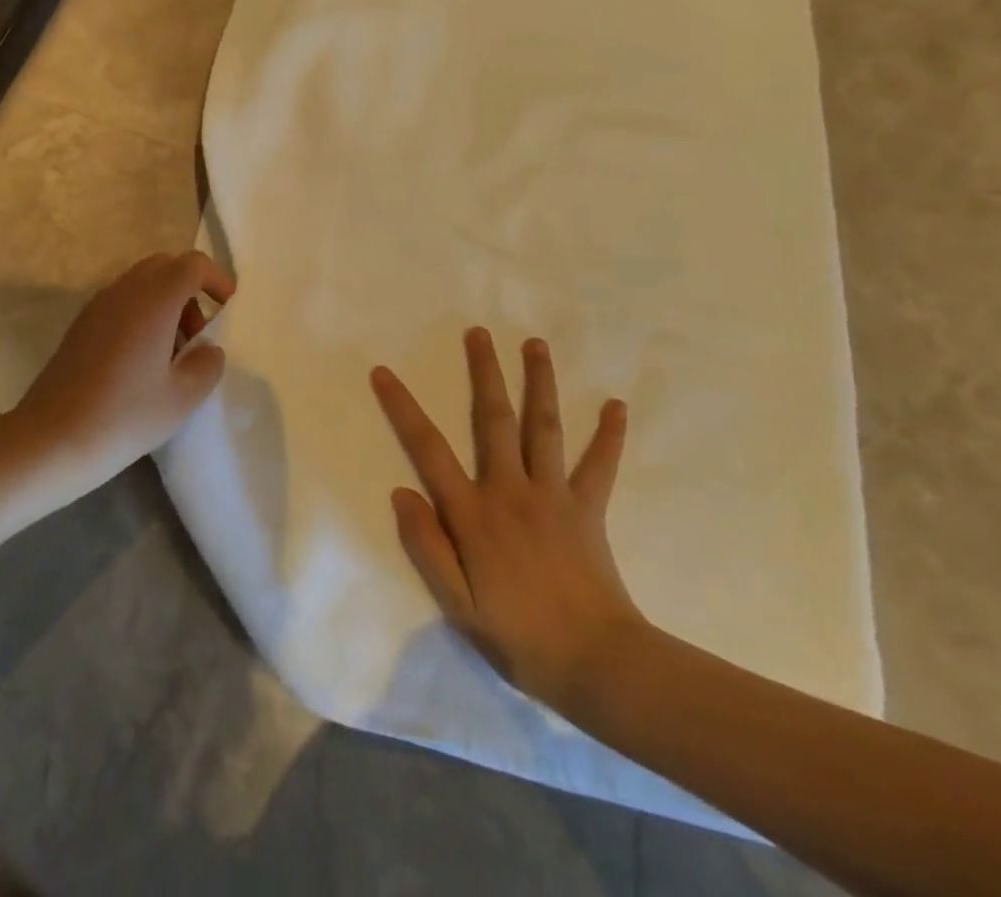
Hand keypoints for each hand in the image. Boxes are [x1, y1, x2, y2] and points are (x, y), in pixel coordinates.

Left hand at [9, 251, 234, 490]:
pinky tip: (141, 360)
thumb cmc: (125, 416)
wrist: (53, 438)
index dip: (216, 278)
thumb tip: (207, 348)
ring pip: (141, 282)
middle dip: (190, 289)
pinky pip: (121, 301)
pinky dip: (141, 313)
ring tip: (171, 353)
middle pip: (165, 265)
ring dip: (165, 302)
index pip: (192, 264)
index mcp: (153, 300)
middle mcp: (124, 291)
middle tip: (198, 334)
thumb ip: (207, 364)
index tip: (227, 307)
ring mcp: (97, 305)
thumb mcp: (182, 398)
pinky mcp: (81, 324)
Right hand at [371, 330, 645, 712]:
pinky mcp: (588, 510)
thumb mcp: (457, 606)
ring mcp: (553, 496)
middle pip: (494, 419)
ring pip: (544, 428)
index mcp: (473, 513)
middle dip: (483, 372)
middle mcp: (510, 491)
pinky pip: (599, 466)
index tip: (383, 372)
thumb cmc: (520, 638)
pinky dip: (608, 435)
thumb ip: (427, 547)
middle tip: (477, 332)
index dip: (403, 407)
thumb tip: (401, 492)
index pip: (428, 448)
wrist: (600, 667)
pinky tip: (616, 406)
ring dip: (539, 382)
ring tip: (535, 344)